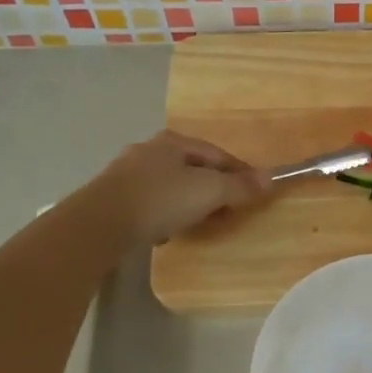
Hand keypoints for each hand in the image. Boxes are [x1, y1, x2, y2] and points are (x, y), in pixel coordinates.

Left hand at [90, 131, 268, 246]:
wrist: (101, 223)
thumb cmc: (161, 199)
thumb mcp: (209, 191)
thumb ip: (239, 186)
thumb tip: (270, 179)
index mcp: (174, 141)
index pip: (219, 154)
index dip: (241, 173)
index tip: (255, 194)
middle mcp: (150, 150)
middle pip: (194, 169)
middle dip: (214, 189)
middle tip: (230, 212)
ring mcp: (128, 173)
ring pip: (172, 186)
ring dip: (190, 203)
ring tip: (201, 224)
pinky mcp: (115, 198)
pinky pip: (152, 203)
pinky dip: (166, 214)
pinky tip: (168, 231)